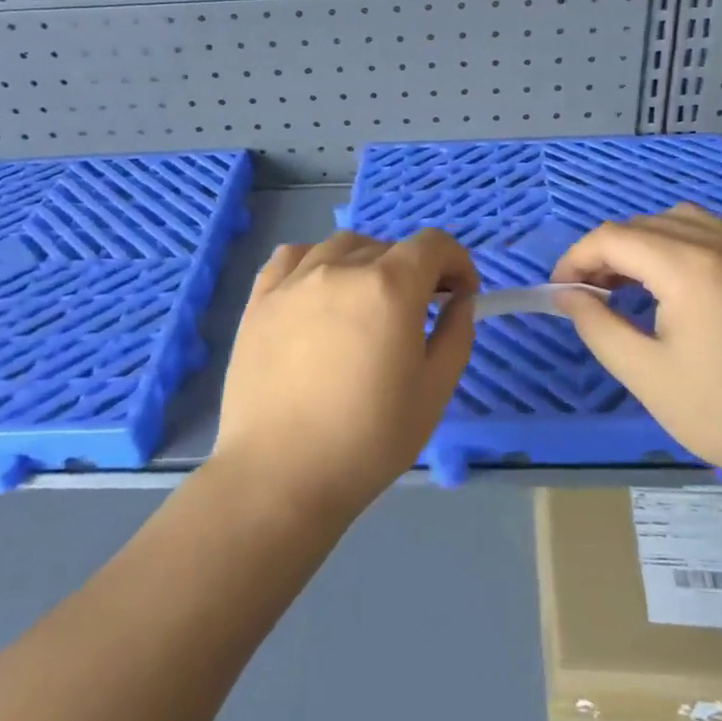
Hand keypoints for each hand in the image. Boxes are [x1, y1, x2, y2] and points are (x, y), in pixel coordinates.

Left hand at [210, 229, 478, 521]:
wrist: (281, 475)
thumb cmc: (369, 440)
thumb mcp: (434, 391)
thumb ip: (456, 334)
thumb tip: (459, 300)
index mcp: (389, 287)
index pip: (433, 244)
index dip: (457, 262)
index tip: (461, 294)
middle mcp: (341, 268)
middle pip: (389, 247)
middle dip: (415, 271)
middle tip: (418, 312)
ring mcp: (294, 280)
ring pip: (342, 246)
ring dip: (367, 263)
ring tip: (368, 302)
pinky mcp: (260, 299)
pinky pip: (292, 257)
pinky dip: (315, 261)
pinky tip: (318, 291)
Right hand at [551, 204, 721, 484]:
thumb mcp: (647, 375)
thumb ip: (597, 326)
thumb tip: (568, 295)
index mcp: (689, 266)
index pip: (613, 238)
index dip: (576, 258)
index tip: (560, 292)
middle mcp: (720, 244)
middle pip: (643, 225)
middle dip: (605, 252)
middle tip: (588, 296)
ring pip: (677, 221)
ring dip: (641, 244)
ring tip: (627, 286)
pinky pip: (709, 234)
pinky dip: (676, 246)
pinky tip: (674, 287)